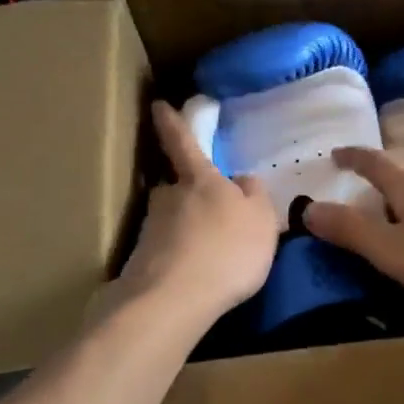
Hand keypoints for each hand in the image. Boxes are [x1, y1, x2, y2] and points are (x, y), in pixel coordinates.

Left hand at [117, 101, 279, 321]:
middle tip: (212, 217)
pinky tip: (197, 280)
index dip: (172, 122)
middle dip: (191, 198)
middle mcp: (168, 198)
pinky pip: (168, 255)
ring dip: (188, 234)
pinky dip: (182, 262)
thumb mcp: (262, 219)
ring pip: (173, 224)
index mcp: (200, 180)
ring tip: (210, 258)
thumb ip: (255, 195)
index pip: (183, 142)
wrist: (174, 299)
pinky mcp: (141, 263)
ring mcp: (150, 231)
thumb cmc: (228, 249)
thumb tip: (242, 181)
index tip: (158, 104)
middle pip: (178, 189)